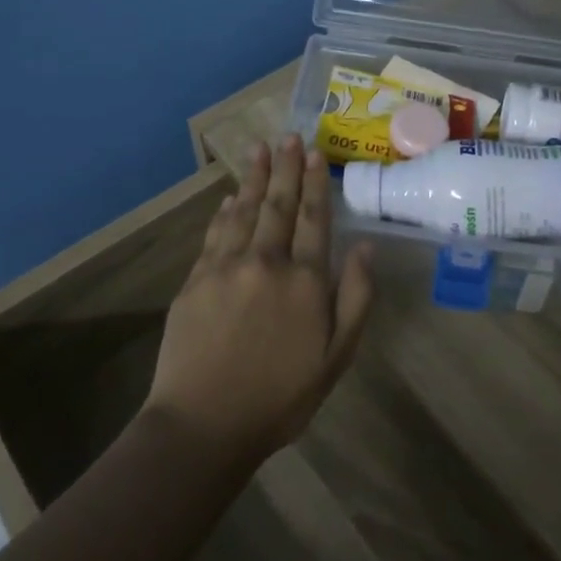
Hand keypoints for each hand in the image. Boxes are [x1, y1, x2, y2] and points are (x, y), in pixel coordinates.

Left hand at [145, 134, 374, 460]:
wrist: (204, 425)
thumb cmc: (280, 396)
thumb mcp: (337, 356)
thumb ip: (355, 298)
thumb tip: (365, 247)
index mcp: (304, 280)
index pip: (313, 218)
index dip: (315, 183)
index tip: (314, 152)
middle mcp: (266, 262)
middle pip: (278, 204)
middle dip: (285, 168)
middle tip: (288, 135)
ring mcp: (226, 268)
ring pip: (243, 211)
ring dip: (253, 178)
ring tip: (259, 148)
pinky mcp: (196, 281)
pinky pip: (214, 234)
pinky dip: (224, 212)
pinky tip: (229, 198)